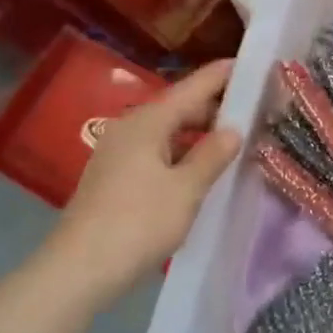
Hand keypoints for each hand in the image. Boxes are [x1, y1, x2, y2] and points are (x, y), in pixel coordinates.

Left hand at [42, 60, 242, 301]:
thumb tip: (234, 129)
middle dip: (213, 108)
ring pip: (167, 132)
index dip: (221, 76)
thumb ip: (212, 155)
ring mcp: (118, 153)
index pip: (192, 88)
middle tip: (252, 109)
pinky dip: (181, 152)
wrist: (80, 269)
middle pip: (178, 108)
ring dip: (198, 133)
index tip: (249, 63)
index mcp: (148, 122)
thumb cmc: (138, 223)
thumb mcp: (186, 189)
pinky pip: (156, 152)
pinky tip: (200, 168)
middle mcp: (130, 129)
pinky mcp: (114, 177)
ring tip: (233, 140)